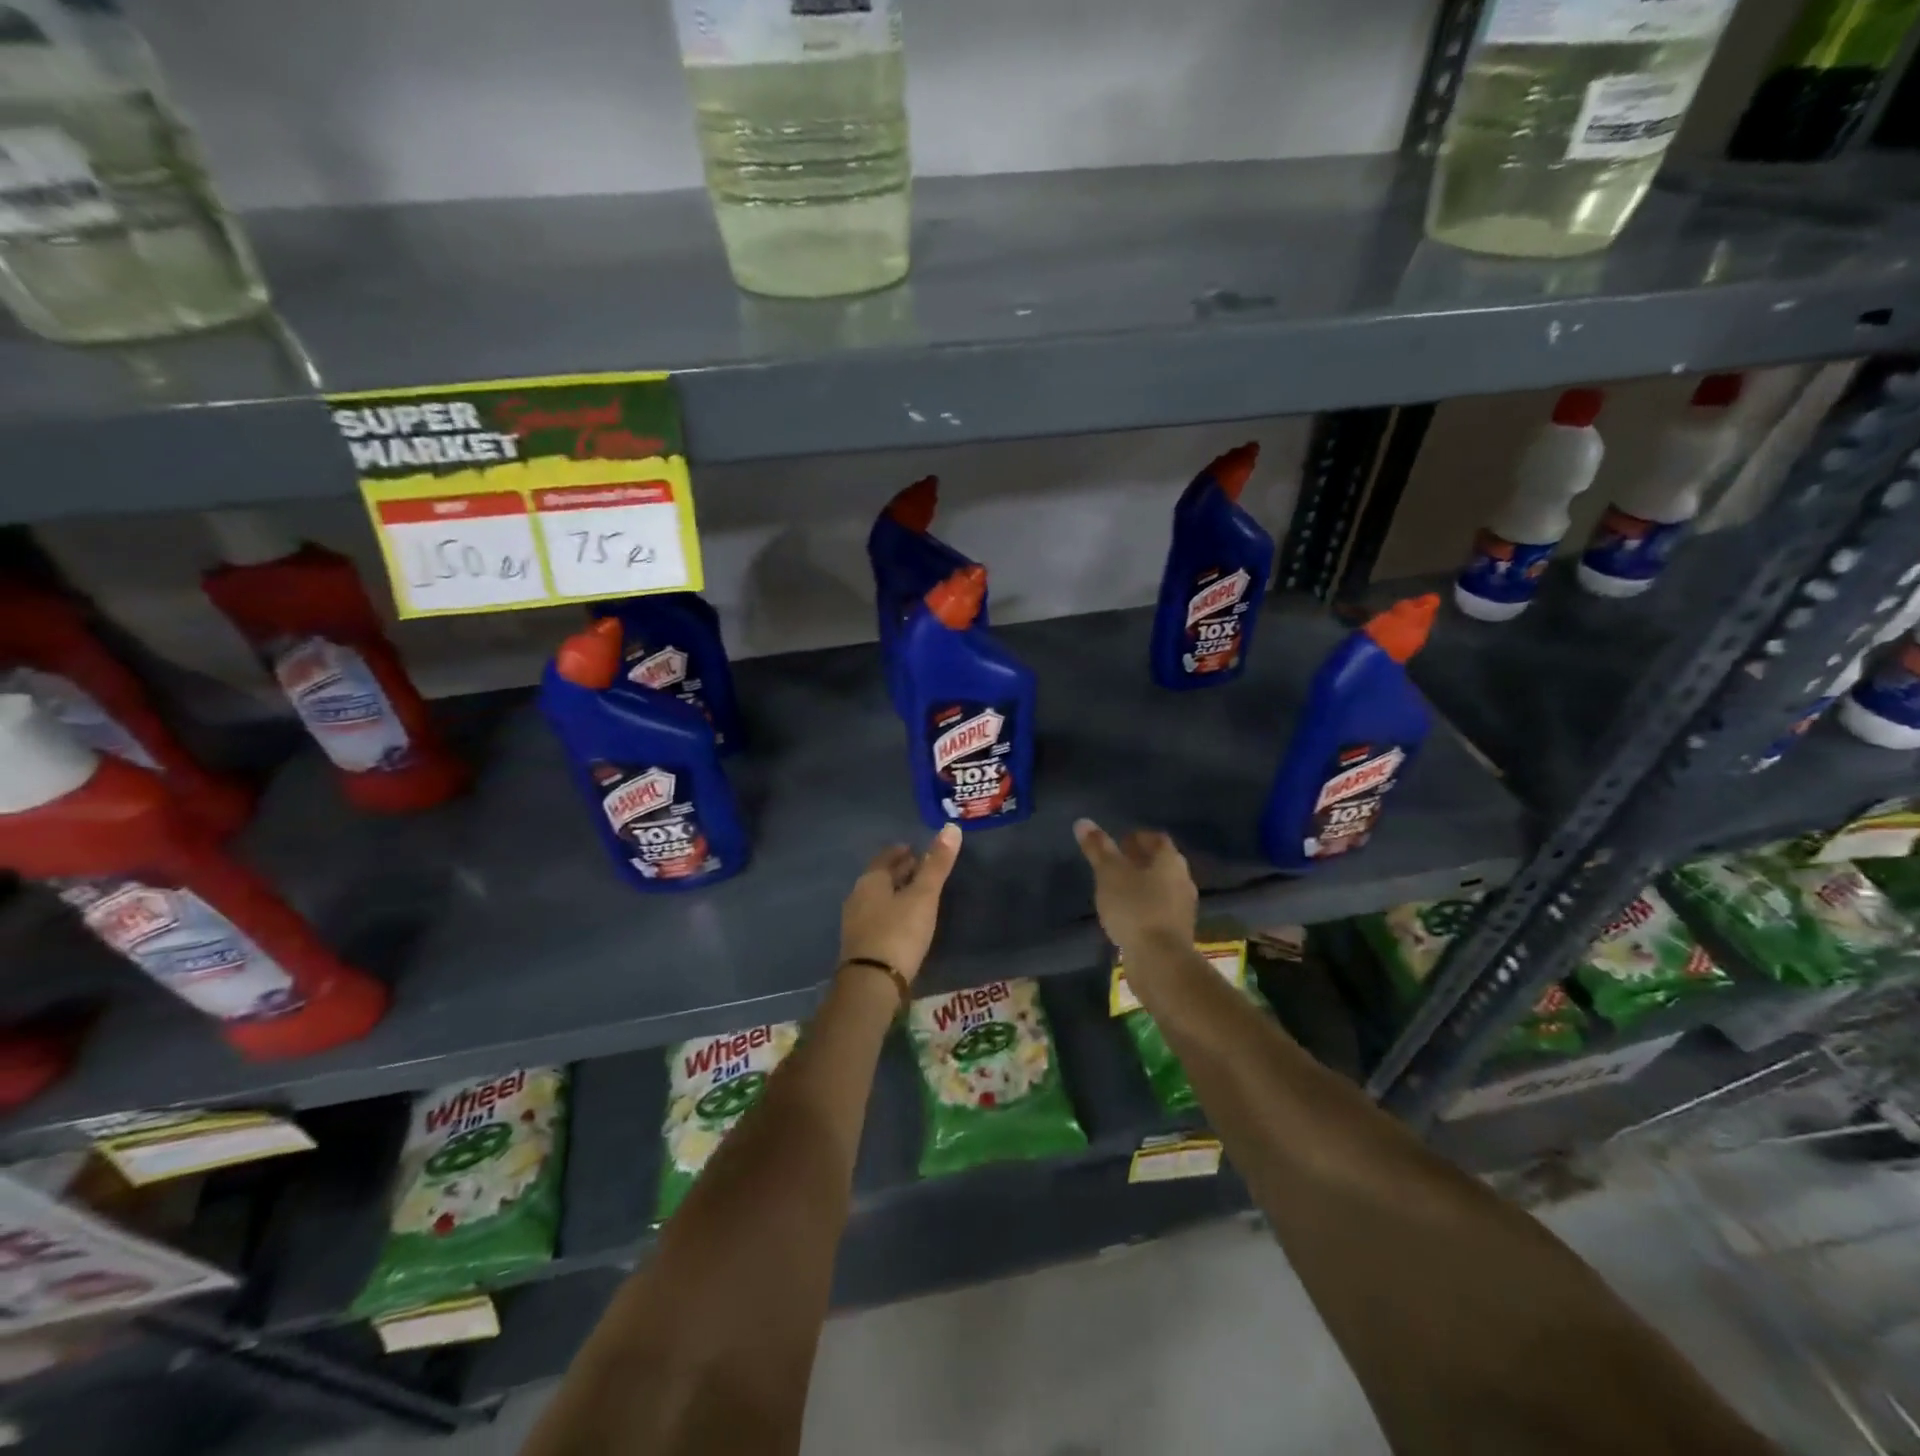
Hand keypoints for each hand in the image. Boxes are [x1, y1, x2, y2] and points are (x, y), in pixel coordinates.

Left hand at [839, 825, 962, 984]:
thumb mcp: (923, 896)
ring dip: (895, 892)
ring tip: (916, 895)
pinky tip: (904, 922)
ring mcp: (855, 922)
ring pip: (878, 898)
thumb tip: (951, 827)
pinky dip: (891, 912)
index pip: (886, 857)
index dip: (902, 851)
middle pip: (880, 877)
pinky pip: (876, 918)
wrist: (871, 984)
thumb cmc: (899, 932)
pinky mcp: (859, 945)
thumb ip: (937, 864)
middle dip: (899, 871)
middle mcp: (858, 896)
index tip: (917, 850)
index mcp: (871, 880)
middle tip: (920, 868)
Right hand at [1073, 818, 1196, 958]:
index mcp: (1170, 860)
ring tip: (1117, 890)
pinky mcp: (1177, 931)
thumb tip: (1083, 822)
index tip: (1118, 842)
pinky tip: (1127, 916)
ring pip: (1161, 887)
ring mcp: (1183, 908)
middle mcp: (1182, 879)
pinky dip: (1145, 906)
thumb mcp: (1109, 874)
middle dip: (1140, 861)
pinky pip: (1160, 910)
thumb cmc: (1135, 908)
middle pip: (1161, 863)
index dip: (1137, 837)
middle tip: (1115, 864)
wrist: (1159, 961)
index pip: (1156, 838)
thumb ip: (1097, 848)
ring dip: (1142, 885)